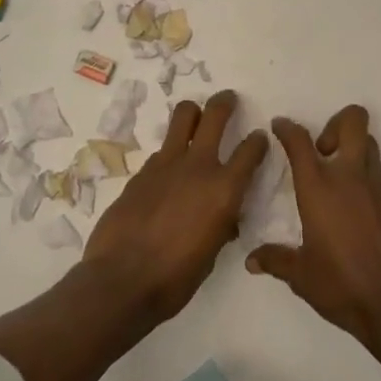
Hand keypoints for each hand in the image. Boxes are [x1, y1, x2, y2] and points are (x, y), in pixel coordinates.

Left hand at [84, 89, 268, 320]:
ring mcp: (166, 164)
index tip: (259, 137)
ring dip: (193, 112)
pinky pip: (162, 149)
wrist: (121, 280)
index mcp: (224, 190)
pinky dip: (171, 151)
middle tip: (229, 99)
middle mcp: (199, 166)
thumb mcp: (212, 253)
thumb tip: (225, 217)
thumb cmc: (175, 278)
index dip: (258, 141)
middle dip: (225, 102)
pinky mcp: (142, 170)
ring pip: (183, 116)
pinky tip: (168, 170)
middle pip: (215, 115)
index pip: (251, 151)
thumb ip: (222, 224)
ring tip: (196, 116)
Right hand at [245, 105, 380, 348]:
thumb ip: (276, 261)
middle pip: (353, 121)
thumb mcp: (301, 276)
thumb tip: (251, 260)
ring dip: (355, 154)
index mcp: (320, 188)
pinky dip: (372, 192)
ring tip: (343, 186)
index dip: (287, 128)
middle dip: (337, 123)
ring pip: (371, 148)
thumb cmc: (342, 286)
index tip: (280, 127)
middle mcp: (352, 177)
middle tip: (324, 152)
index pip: (300, 141)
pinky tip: (366, 222)